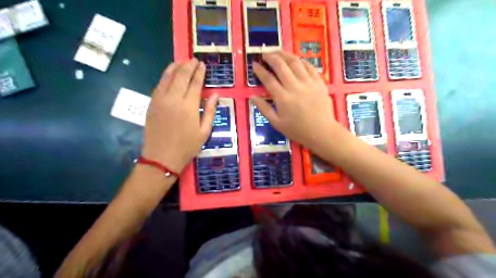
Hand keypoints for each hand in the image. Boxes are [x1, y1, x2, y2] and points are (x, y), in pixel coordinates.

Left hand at [143, 60, 219, 173]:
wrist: (161, 157)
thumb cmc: (187, 147)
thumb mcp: (204, 131)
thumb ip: (210, 111)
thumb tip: (215, 95)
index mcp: (189, 106)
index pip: (195, 83)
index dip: (199, 72)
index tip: (202, 64)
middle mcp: (173, 99)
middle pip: (181, 76)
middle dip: (188, 65)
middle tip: (194, 60)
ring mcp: (160, 100)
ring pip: (167, 77)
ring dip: (175, 67)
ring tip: (182, 61)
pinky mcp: (152, 103)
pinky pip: (159, 85)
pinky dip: (165, 76)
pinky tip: (169, 73)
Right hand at [251, 49, 339, 148]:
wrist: (322, 132)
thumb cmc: (298, 130)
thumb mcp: (277, 123)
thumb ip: (264, 109)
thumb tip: (253, 97)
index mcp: (283, 98)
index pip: (268, 79)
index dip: (260, 70)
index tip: (254, 64)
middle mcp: (295, 86)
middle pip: (281, 66)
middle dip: (271, 57)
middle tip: (264, 53)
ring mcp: (308, 83)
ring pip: (295, 62)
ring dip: (285, 54)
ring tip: (278, 51)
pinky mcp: (319, 82)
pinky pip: (310, 67)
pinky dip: (301, 61)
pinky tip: (296, 59)